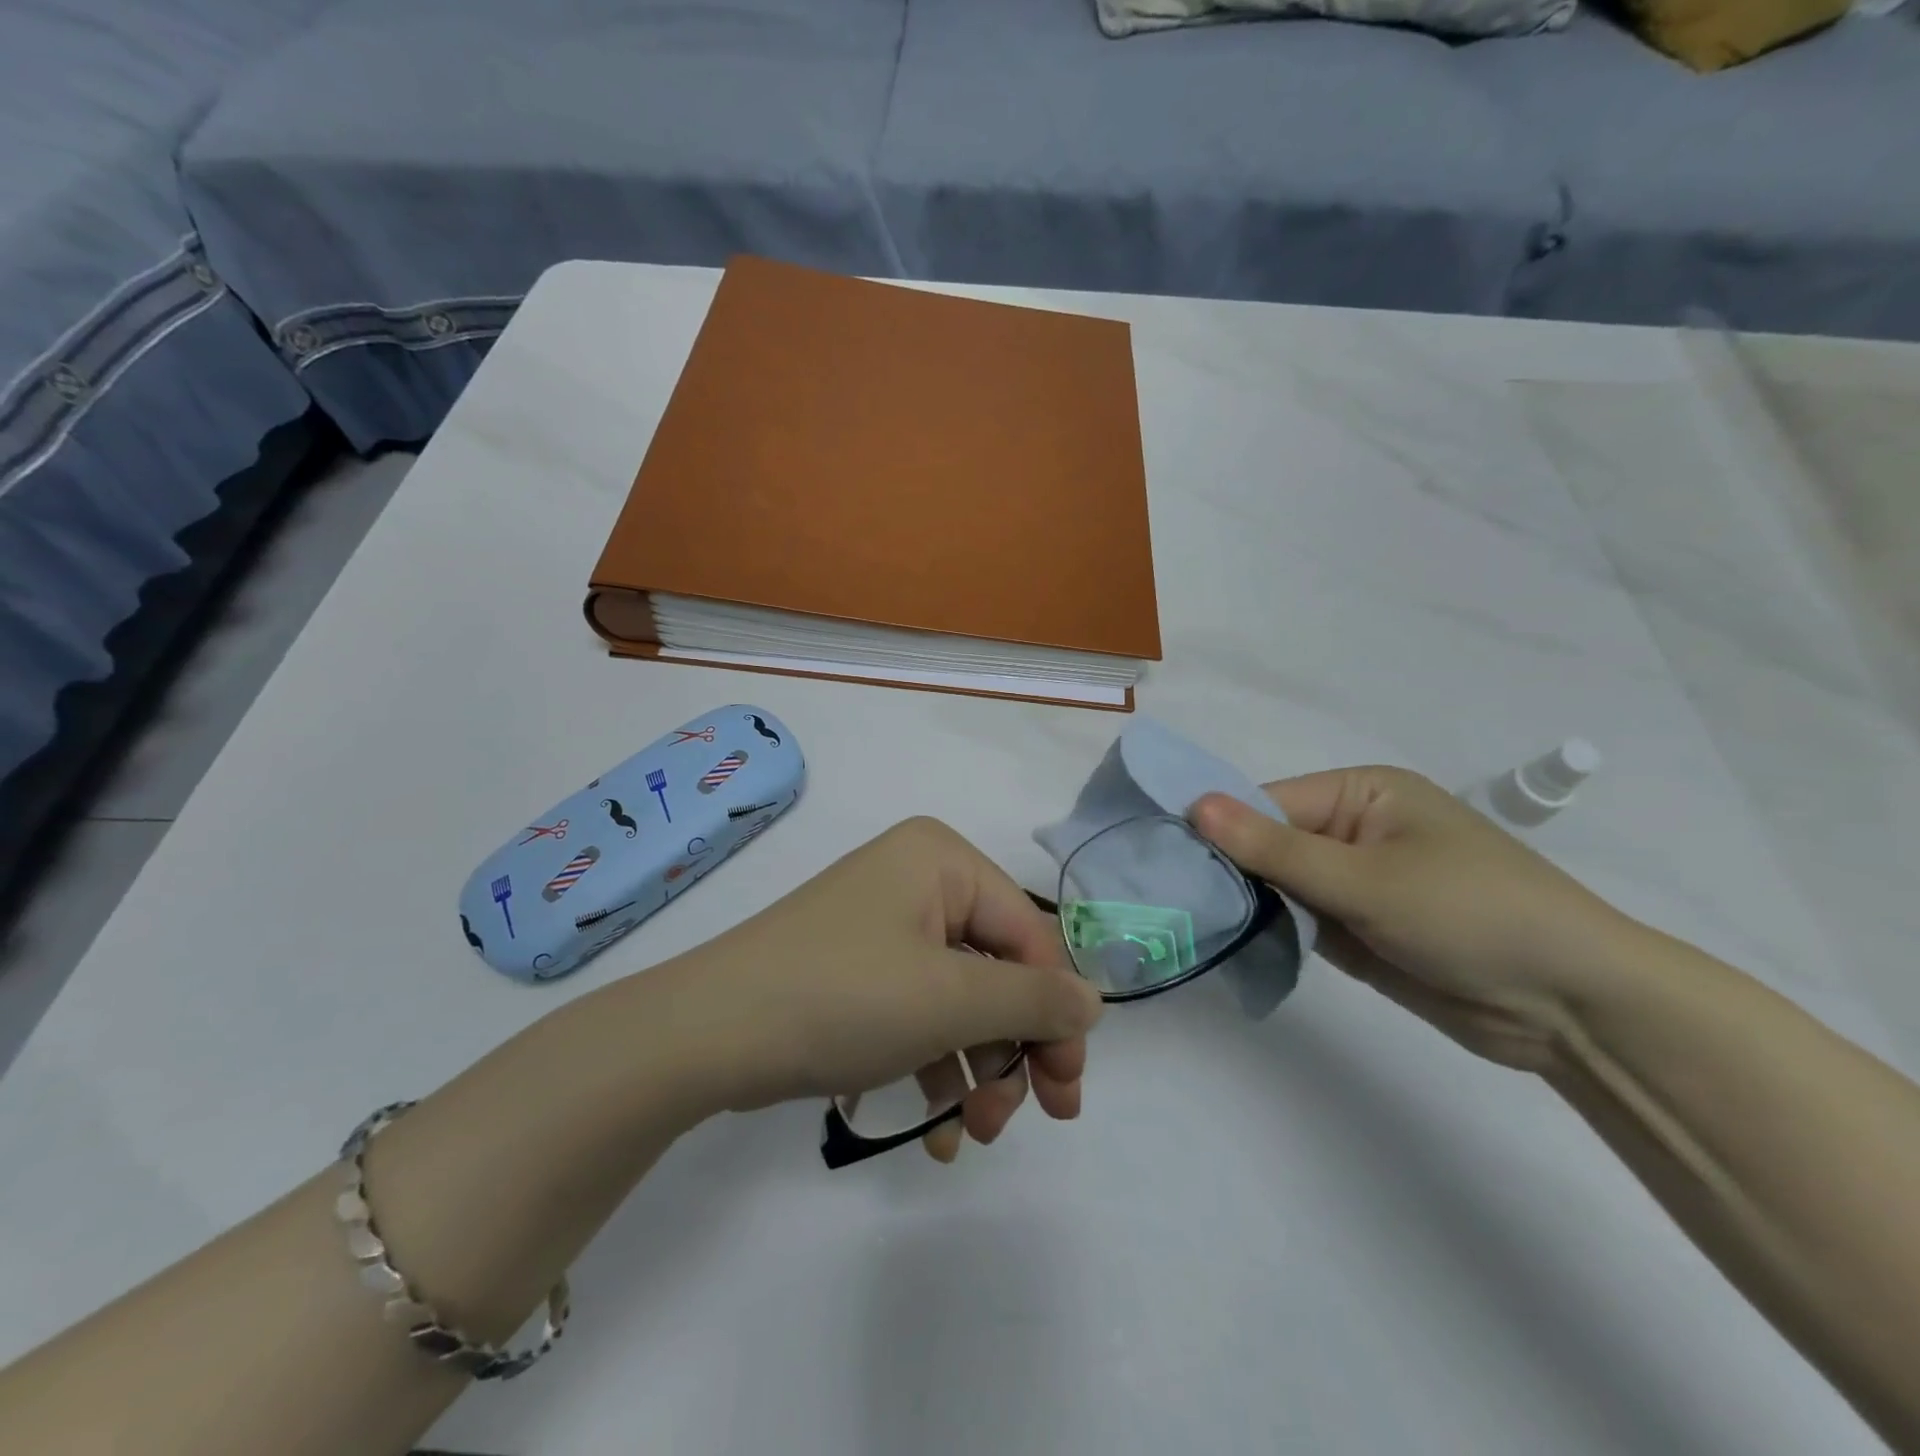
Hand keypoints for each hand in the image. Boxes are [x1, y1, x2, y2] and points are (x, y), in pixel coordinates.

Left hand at [665, 817, 1102, 1157]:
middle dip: (1014, 1048)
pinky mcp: (860, 973)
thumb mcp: (950, 1000)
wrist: (706, 1034)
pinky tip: (940, 1130)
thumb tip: (1094, 1002)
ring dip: (977, 1069)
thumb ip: (1034, 1001)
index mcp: (942, 861)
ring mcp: (886, 928)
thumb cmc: (842, 996)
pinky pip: (919, 1014)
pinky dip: (935, 1068)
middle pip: (998, 969)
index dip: (1057, 1011)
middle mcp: (918, 882)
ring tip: (975, 1133)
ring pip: (961, 1000)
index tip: (1067, 1090)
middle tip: (1029, 1119)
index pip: (1030, 933)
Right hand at [1190, 768, 1639, 1070]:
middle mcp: (1353, 830)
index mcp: (1361, 794)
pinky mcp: (1357, 928)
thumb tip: (1194, 805)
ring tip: (1188, 922)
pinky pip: (1297, 920)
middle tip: (1167, 897)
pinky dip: (1269, 931)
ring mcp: (1354, 882)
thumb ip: (1274, 849)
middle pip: (1267, 843)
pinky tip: (1228, 944)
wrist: (1572, 1007)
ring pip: (1277, 885)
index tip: (1166, 860)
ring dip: (1245, 903)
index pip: (1267, 803)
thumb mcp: (1365, 878)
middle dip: (1227, 870)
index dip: (1218, 830)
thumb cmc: (1470, 914)